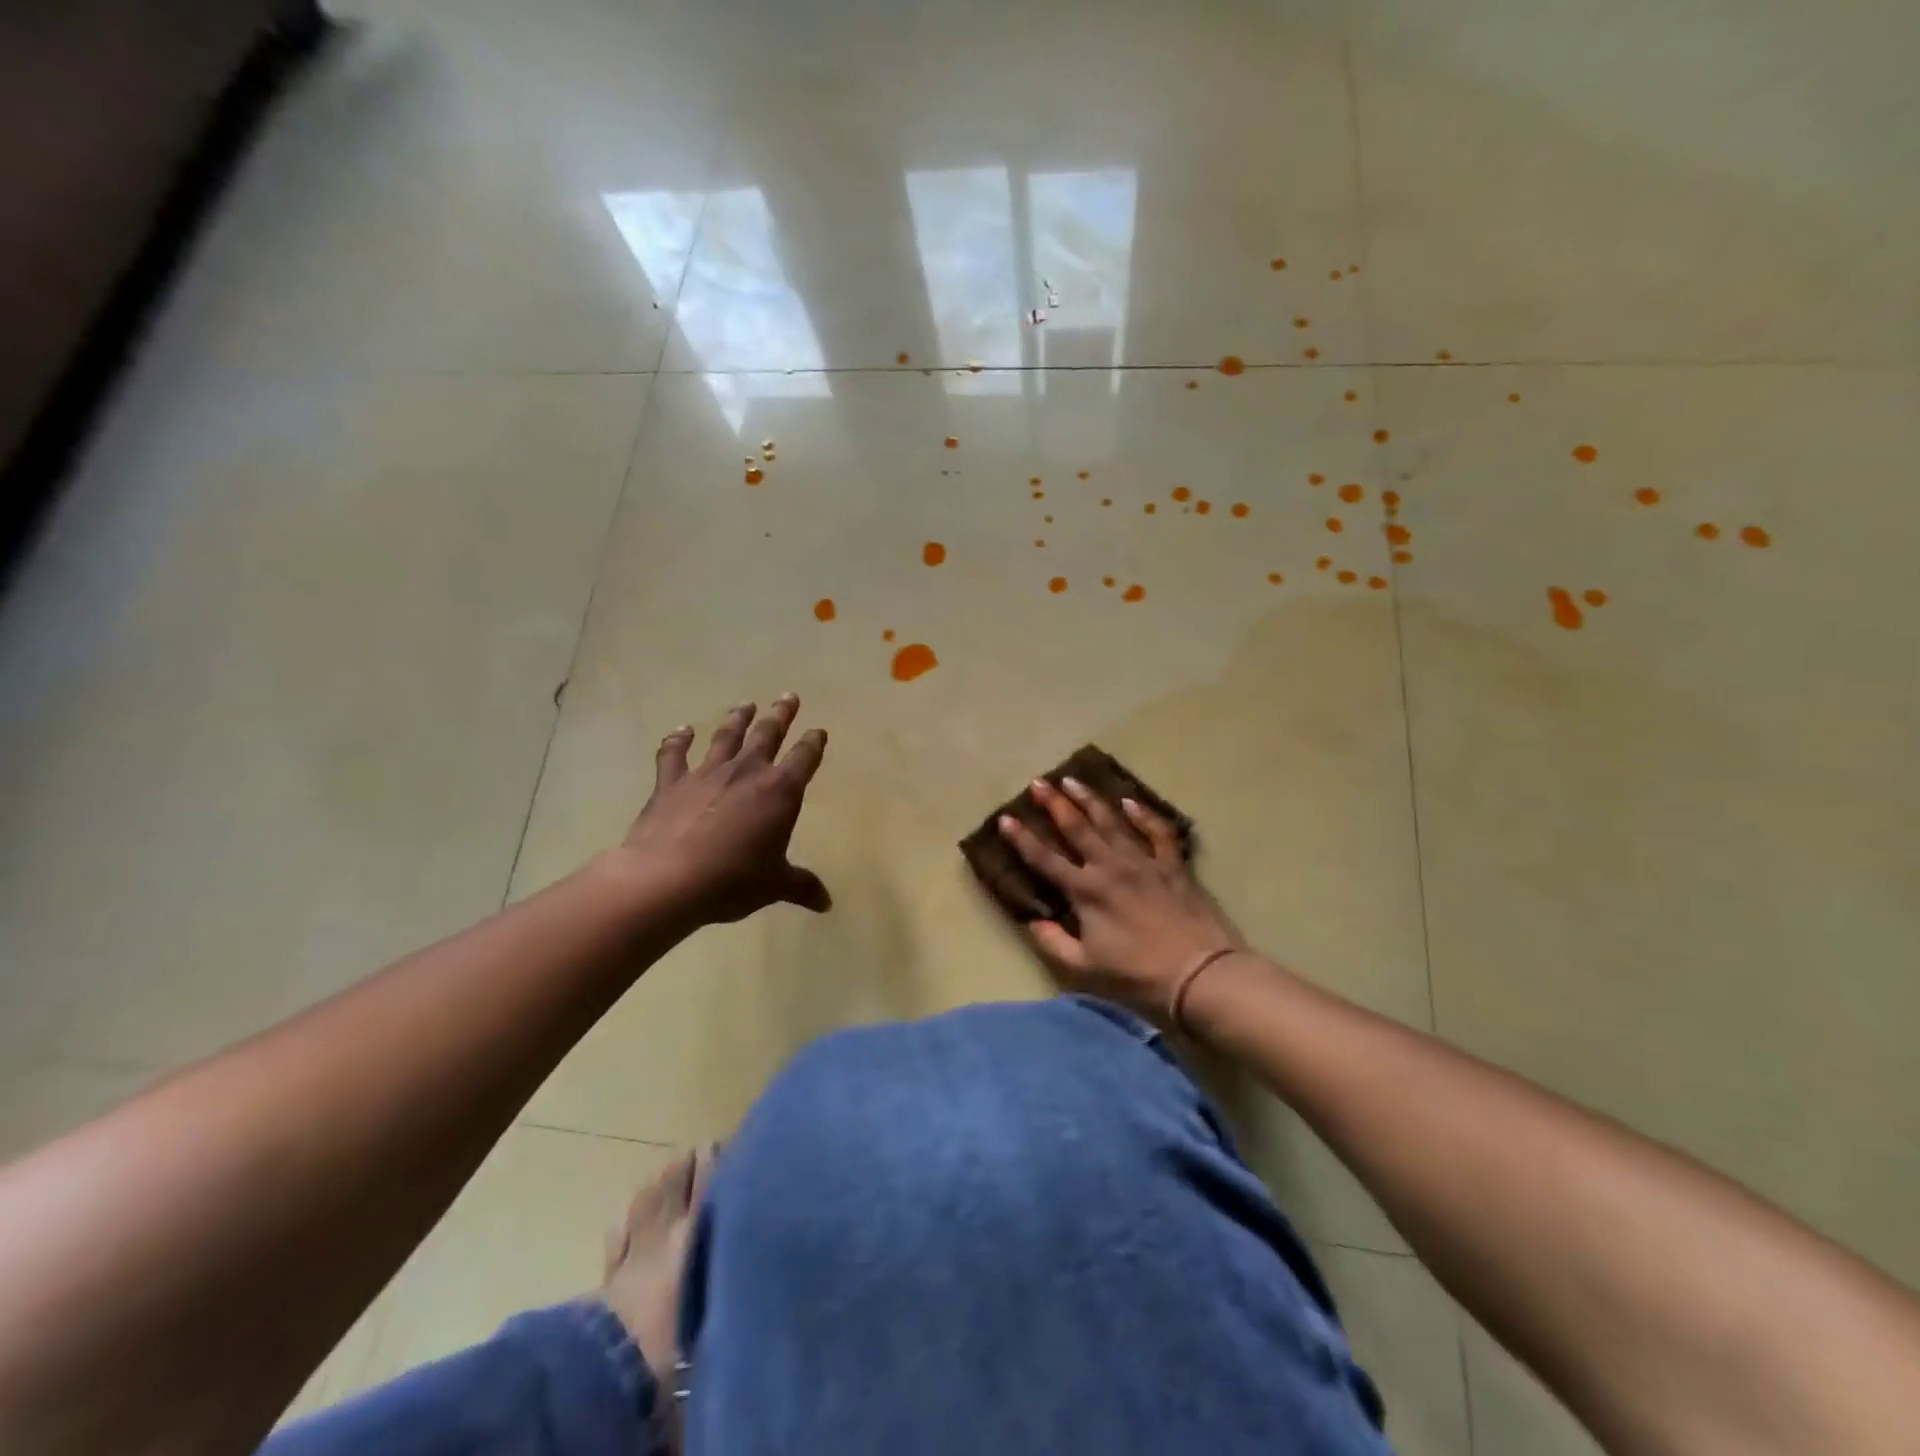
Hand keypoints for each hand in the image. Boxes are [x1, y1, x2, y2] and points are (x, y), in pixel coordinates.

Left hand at [615, 694, 830, 925]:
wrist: (668, 878)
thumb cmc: (733, 880)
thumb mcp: (774, 885)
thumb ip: (801, 886)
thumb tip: (827, 904)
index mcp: (780, 791)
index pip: (804, 758)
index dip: (813, 743)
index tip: (819, 731)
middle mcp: (747, 772)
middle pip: (768, 734)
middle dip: (780, 715)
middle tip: (788, 696)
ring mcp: (707, 773)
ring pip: (726, 736)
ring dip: (737, 718)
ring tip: (745, 704)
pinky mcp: (671, 782)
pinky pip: (674, 754)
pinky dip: (678, 740)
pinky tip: (681, 730)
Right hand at [998, 778, 1242, 1020]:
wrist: (1201, 975)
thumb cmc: (1138, 976)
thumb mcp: (1086, 969)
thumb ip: (1054, 943)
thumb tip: (1032, 922)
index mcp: (1086, 892)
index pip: (1046, 859)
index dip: (1022, 839)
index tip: (1005, 818)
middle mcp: (1111, 867)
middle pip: (1077, 828)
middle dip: (1054, 804)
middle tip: (1039, 782)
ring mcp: (1144, 862)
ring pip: (1112, 821)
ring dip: (1090, 799)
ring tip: (1073, 780)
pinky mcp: (1173, 865)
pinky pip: (1157, 832)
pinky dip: (1143, 815)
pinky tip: (1129, 801)